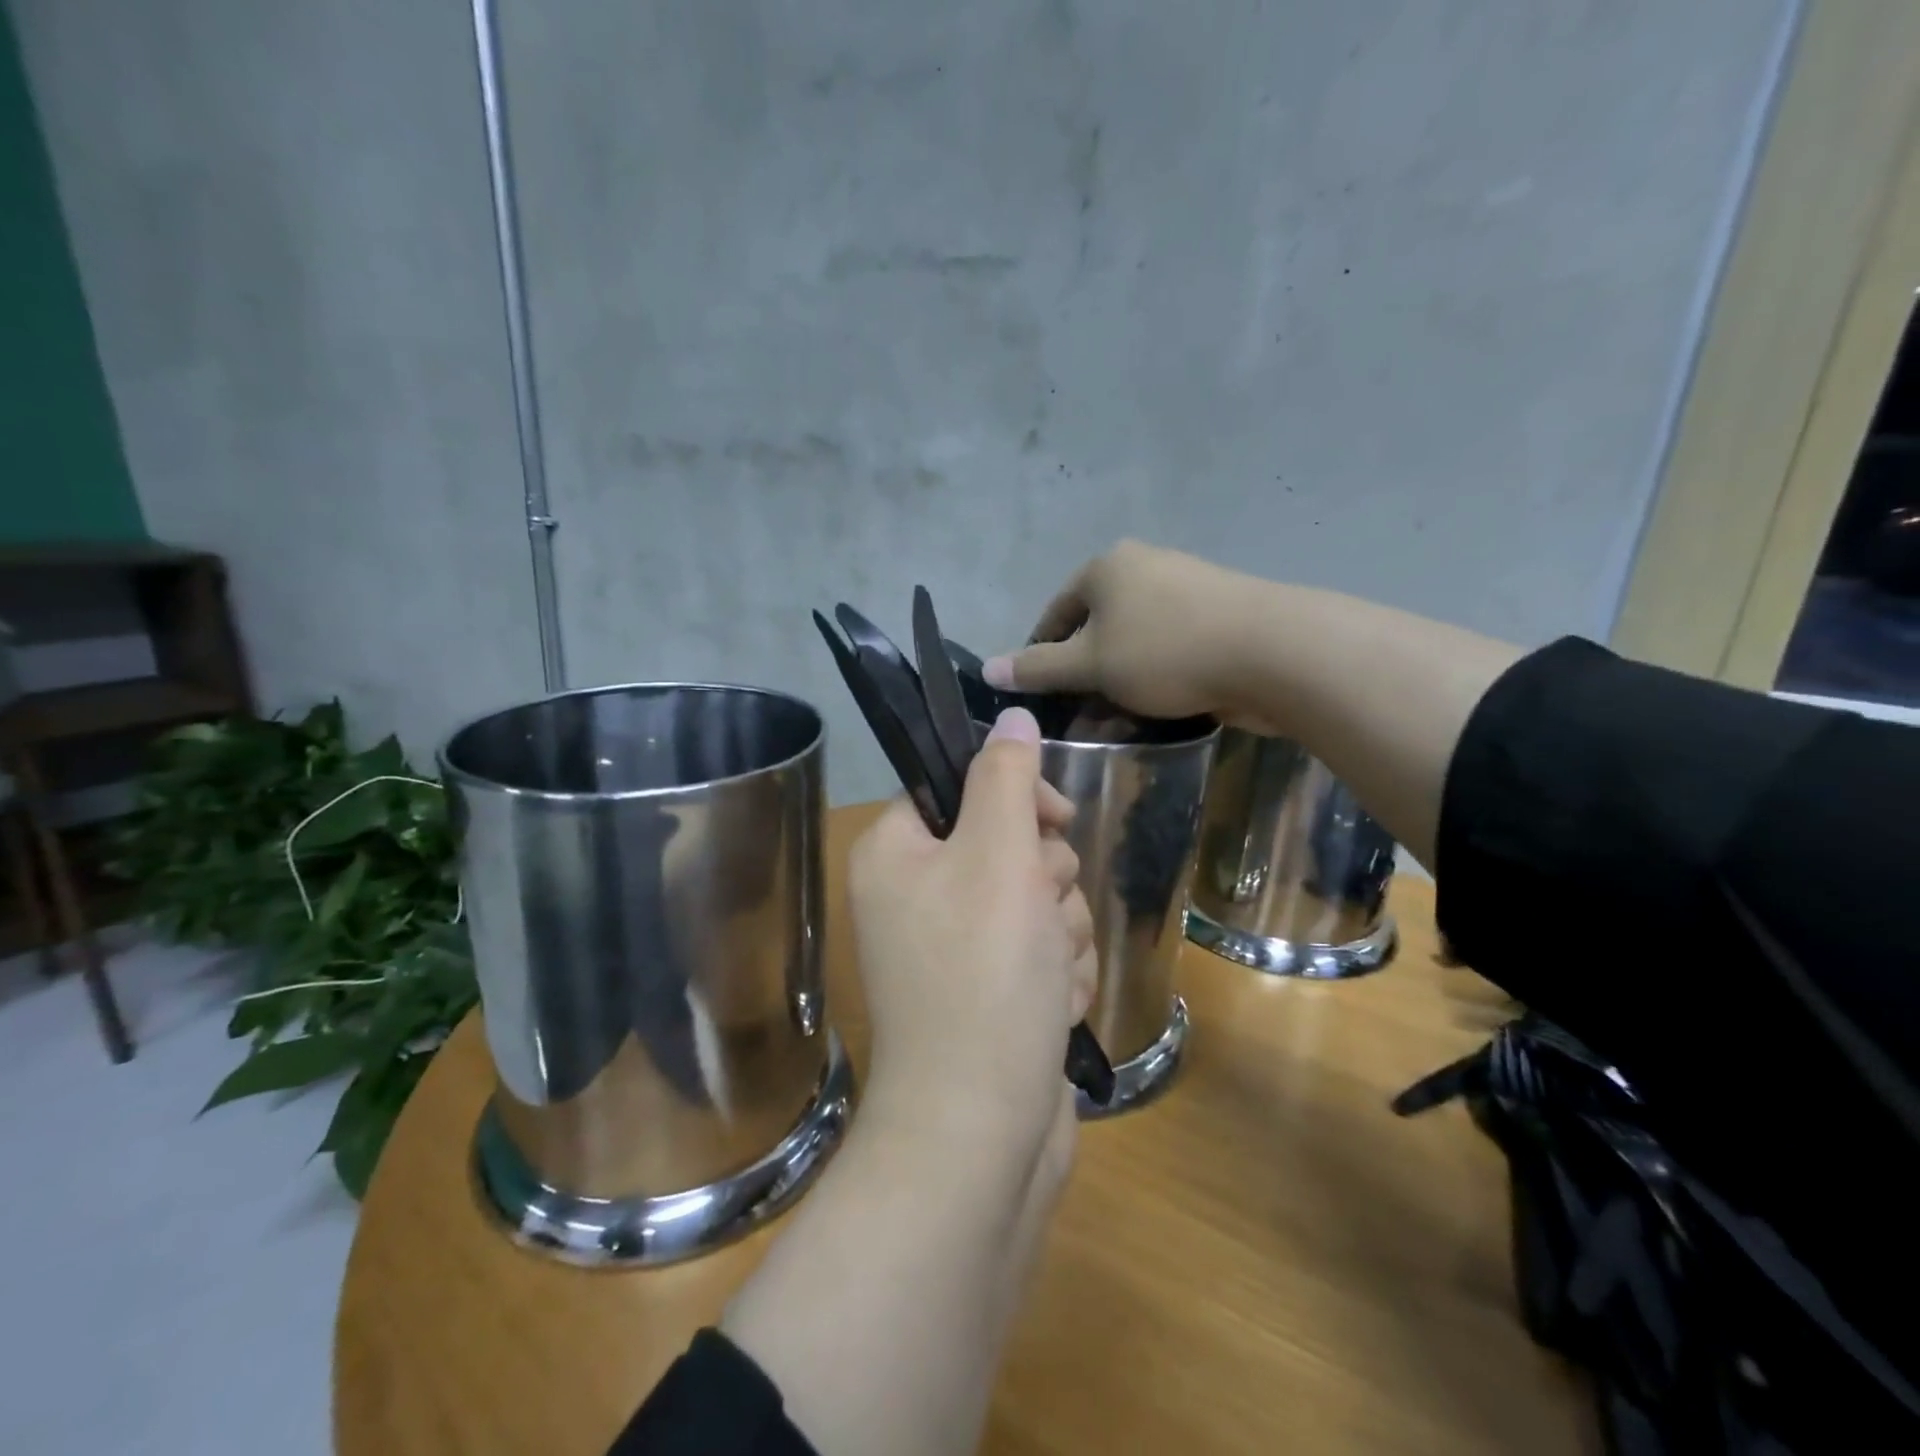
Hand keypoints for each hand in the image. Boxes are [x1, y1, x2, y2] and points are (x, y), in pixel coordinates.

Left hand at [848, 707, 1096, 1185]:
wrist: (981, 1131)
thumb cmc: (983, 976)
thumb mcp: (997, 855)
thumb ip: (1006, 777)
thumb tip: (1013, 713)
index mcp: (896, 851)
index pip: (963, 786)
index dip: (1015, 799)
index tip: (1051, 824)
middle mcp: (918, 893)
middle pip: (1009, 843)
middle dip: (1046, 879)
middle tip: (1040, 915)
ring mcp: (956, 947)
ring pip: (1038, 897)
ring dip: (1059, 929)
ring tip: (1046, 972)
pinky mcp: (993, 990)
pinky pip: (1042, 949)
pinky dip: (1057, 972)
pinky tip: (1050, 1006)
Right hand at [983, 540, 1267, 725]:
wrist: (1273, 652)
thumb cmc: (1166, 652)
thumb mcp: (1090, 665)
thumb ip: (1038, 668)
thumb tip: (987, 669)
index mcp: (1106, 567)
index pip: (1055, 614)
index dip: (1041, 657)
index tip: (1042, 699)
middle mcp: (1143, 567)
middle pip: (1096, 628)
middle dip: (1085, 676)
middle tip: (1080, 717)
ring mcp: (1186, 589)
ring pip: (1134, 643)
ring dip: (1119, 682)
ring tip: (1118, 721)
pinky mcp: (1218, 617)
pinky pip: (1169, 650)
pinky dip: (1156, 678)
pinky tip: (1159, 710)